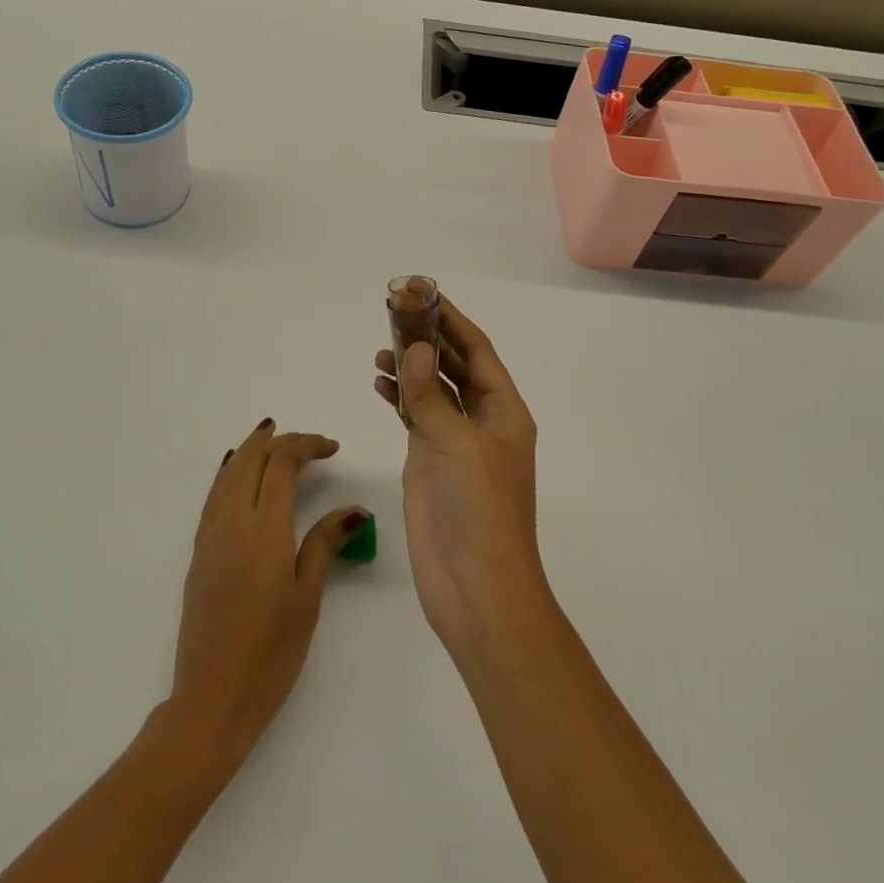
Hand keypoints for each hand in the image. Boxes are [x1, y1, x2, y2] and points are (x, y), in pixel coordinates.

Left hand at [170, 419, 367, 765]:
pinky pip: (215, 494)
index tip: (332, 448)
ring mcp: (210, 535)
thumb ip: (325, 544)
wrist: (212, 697)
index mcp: (265, 530)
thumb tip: (353, 508)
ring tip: (272, 438)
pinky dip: (231, 472)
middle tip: (309, 443)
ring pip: (229, 473)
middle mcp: (232, 522)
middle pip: (252, 459)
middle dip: (280, 441)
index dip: (307, 446)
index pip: (282, 464)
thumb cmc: (271, 653)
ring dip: (252, 449)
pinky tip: (236, 471)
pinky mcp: (199, 551)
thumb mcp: (307, 598)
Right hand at [373, 299, 546, 662]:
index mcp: (504, 412)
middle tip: (393, 311)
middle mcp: (481, 421)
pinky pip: (414, 416)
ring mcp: (453, 442)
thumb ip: (431, 397)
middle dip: (427, 337)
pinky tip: (379, 382)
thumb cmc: (481, 512)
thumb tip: (416, 349)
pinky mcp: (429, 462)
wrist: (475, 588)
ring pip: (431, 389)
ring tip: (380, 347)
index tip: (424, 294)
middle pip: (453, 366)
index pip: (477, 352)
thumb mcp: (458, 447)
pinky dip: (398, 397)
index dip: (452, 321)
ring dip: (410, 365)